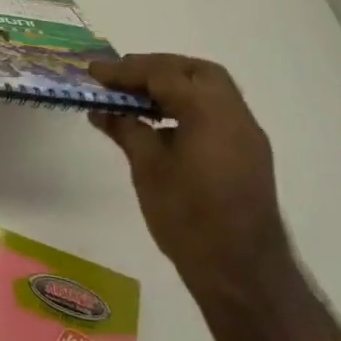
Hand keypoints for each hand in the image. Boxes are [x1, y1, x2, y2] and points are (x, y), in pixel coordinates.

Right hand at [89, 54, 340, 340]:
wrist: (241, 273)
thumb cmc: (188, 217)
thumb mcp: (148, 168)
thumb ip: (127, 129)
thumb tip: (103, 109)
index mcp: (212, 113)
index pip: (165, 74)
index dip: (125, 70)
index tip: (93, 72)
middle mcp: (236, 116)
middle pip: (196, 71)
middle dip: (156, 68)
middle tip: (120, 78)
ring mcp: (246, 136)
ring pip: (209, 90)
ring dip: (171, 86)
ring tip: (133, 98)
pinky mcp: (246, 156)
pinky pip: (215, 113)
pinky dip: (185, 106)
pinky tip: (158, 124)